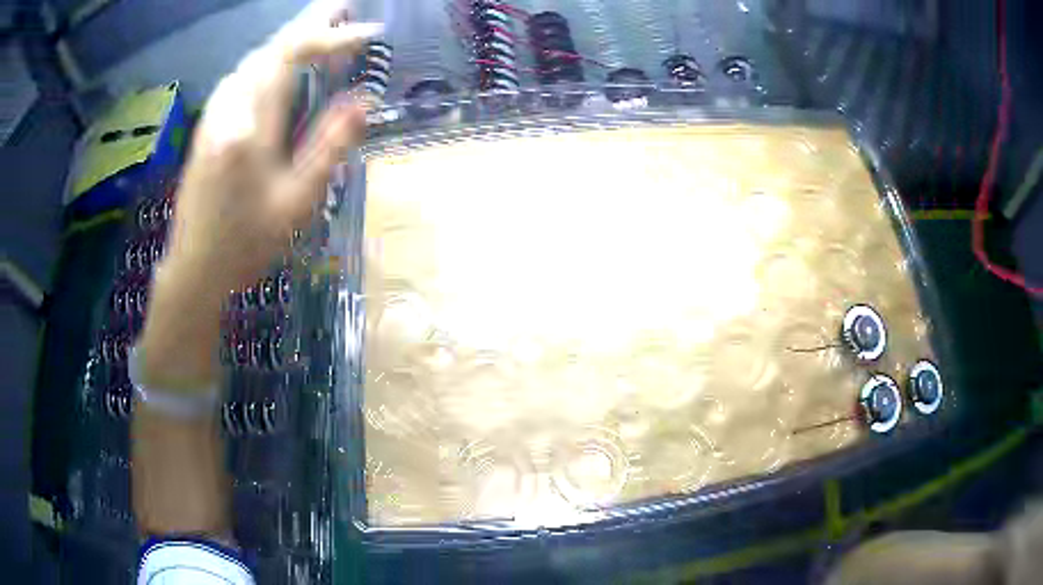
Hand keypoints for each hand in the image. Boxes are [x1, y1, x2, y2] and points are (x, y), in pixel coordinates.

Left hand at [167, 5, 379, 296]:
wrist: (195, 266)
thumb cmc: (248, 242)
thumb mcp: (298, 201)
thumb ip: (330, 145)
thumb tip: (364, 100)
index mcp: (251, 124)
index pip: (291, 56)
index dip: (331, 36)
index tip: (369, 32)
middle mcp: (229, 107)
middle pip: (271, 48)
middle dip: (310, 22)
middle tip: (344, 5)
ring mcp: (215, 114)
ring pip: (254, 59)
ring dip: (288, 39)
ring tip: (319, 28)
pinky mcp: (209, 124)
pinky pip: (242, 76)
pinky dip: (268, 59)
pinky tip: (279, 64)